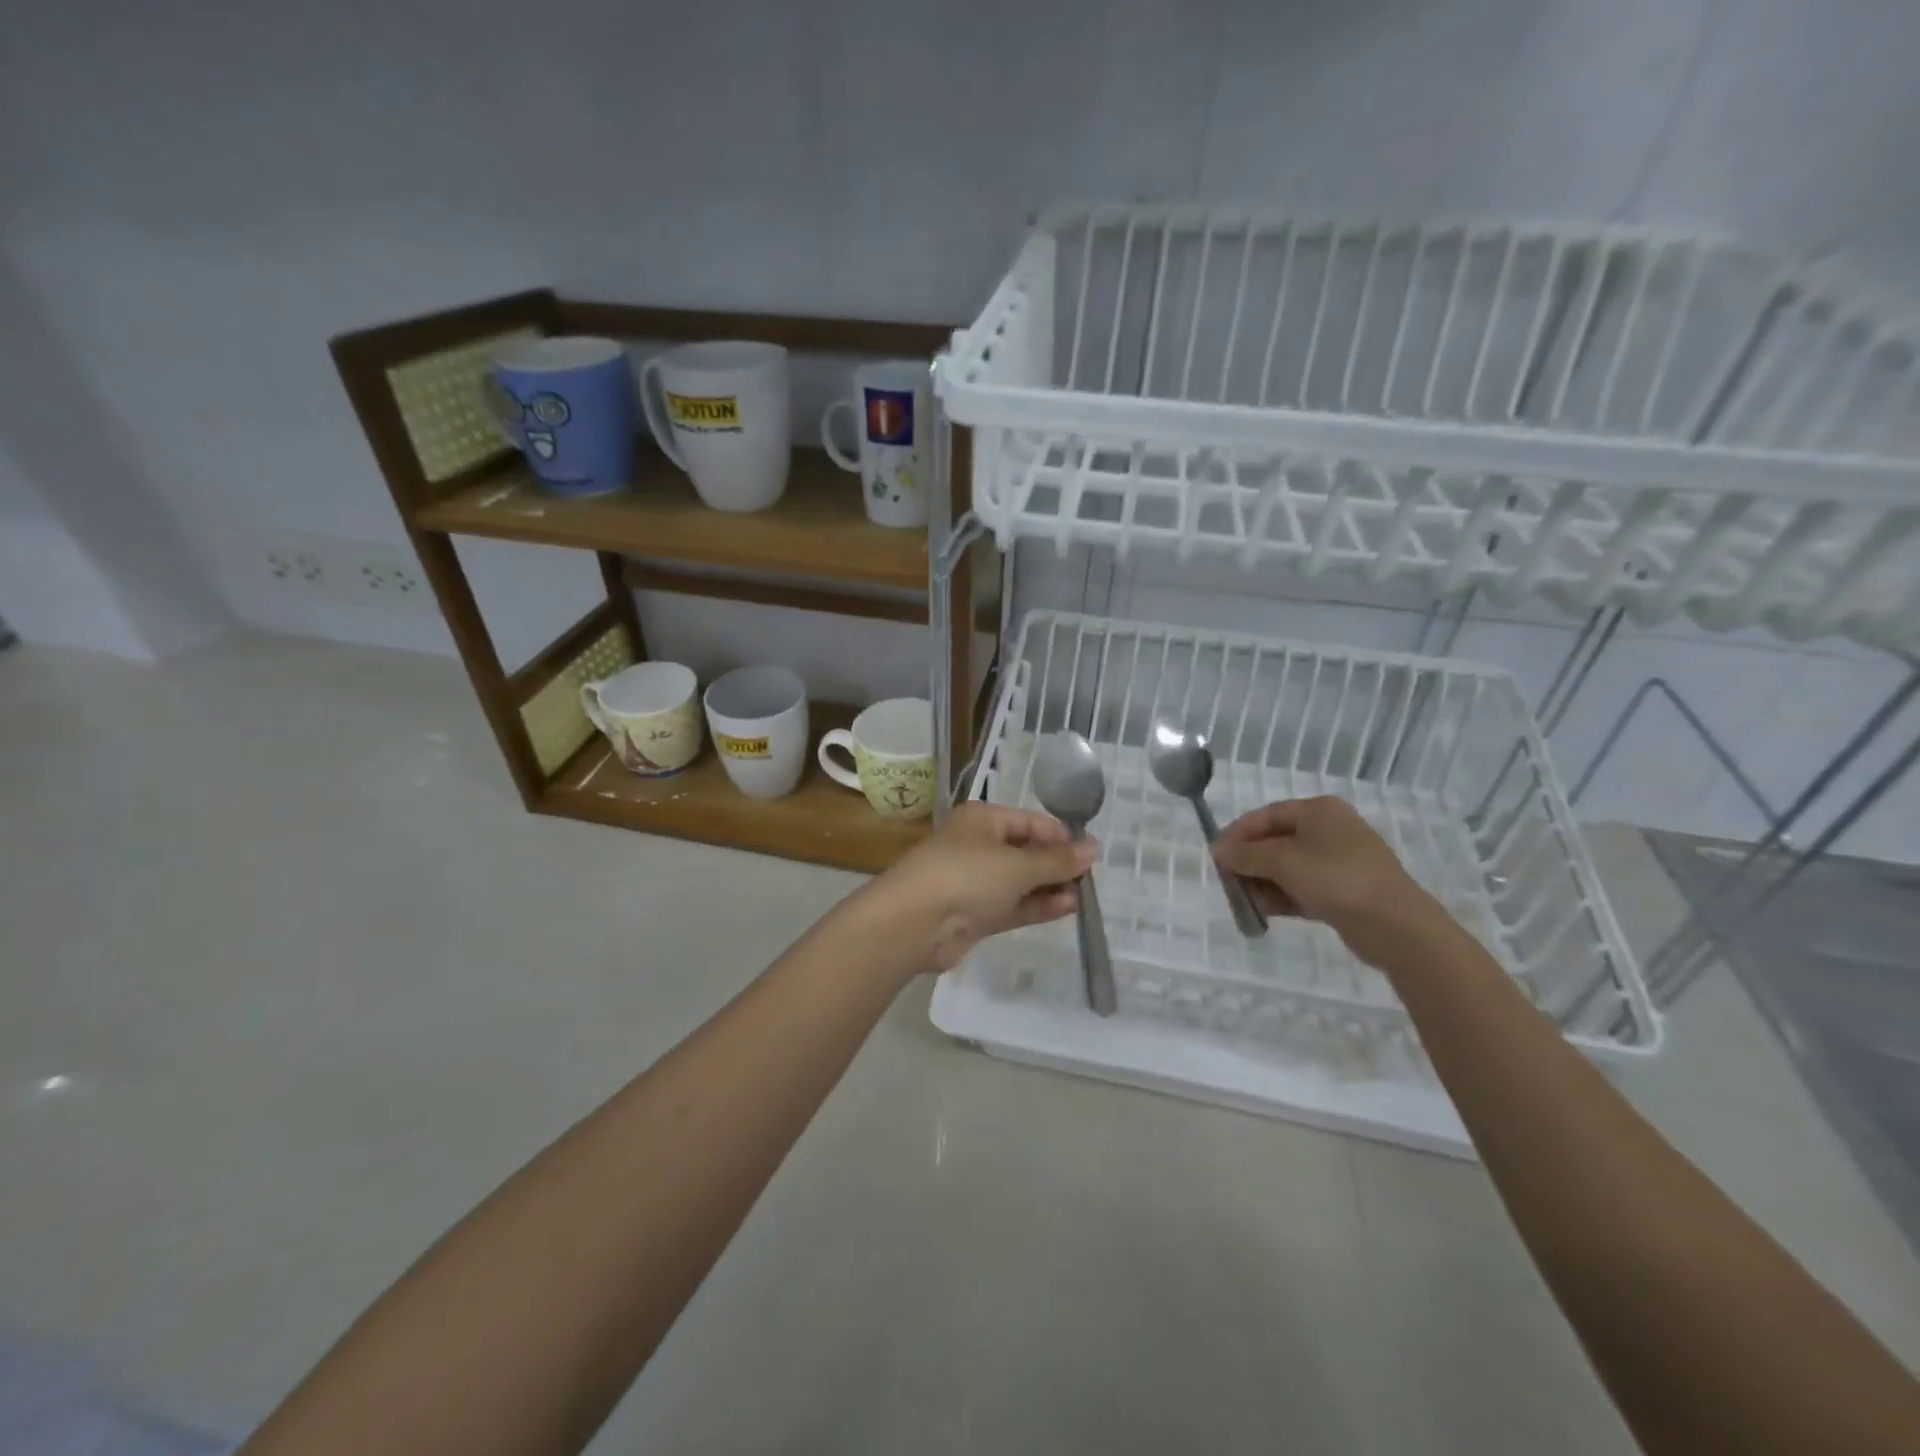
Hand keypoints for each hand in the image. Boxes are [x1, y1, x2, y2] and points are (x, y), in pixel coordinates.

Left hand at [871, 802, 1096, 973]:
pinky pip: (1012, 905)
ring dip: (1049, 887)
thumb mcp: (1018, 865)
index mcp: (983, 820)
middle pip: (1025, 851)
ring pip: (1020, 881)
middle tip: (1090, 879)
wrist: (913, 924)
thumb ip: (1057, 860)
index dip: (1061, 836)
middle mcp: (978, 846)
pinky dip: (1036, 906)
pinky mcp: (974, 913)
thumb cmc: (966, 876)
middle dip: (1056, 864)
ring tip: (1083, 897)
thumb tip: (1093, 849)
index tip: (1091, 854)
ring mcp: (975, 881)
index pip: (1030, 822)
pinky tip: (1066, 908)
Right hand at [1212, 796, 1450, 969]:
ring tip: (1245, 902)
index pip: (1265, 816)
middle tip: (1228, 883)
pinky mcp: (1343, 890)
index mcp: (1318, 811)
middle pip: (1275, 841)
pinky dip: (1282, 896)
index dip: (1237, 834)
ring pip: (1287, 867)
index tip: (1216, 857)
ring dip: (1263, 883)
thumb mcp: (1283, 862)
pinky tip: (1264, 912)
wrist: (1396, 925)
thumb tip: (1218, 849)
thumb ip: (1247, 854)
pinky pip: (1302, 887)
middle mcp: (1328, 830)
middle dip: (1249, 863)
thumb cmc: (1336, 879)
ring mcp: (1338, 861)